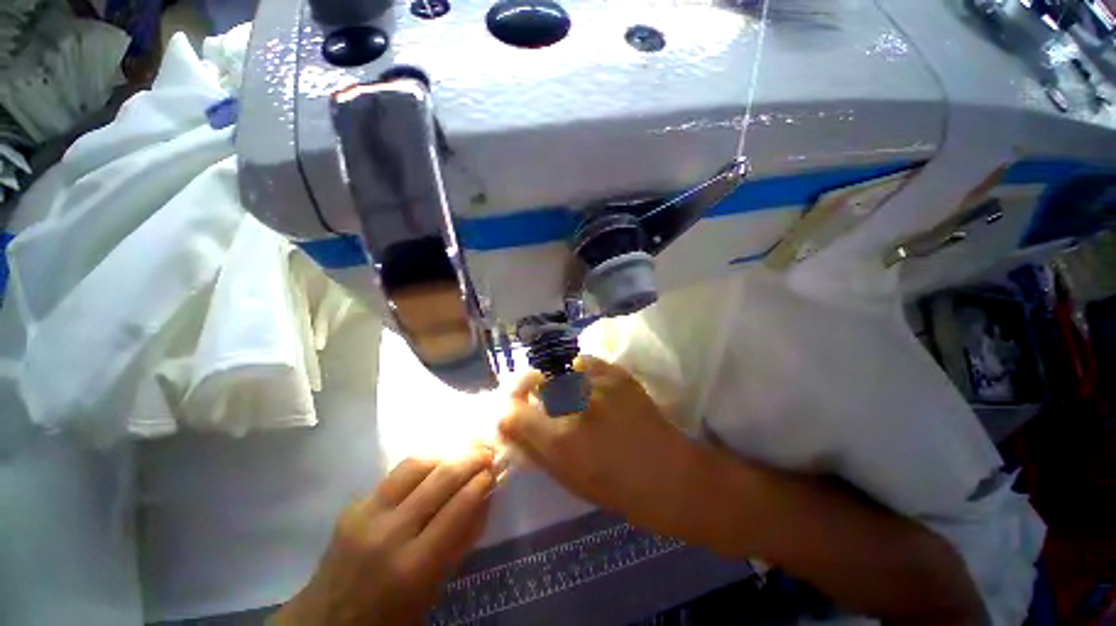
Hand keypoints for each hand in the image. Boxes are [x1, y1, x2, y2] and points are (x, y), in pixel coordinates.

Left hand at [270, 450, 494, 625]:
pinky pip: (394, 475)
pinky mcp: (352, 506)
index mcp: (413, 567)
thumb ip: (461, 541)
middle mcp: (389, 534)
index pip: (457, 509)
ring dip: (443, 457)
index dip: (479, 484)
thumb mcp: (434, 588)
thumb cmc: (390, 616)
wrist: (326, 622)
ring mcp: (366, 515)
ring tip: (458, 458)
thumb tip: (486, 498)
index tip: (493, 470)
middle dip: (469, 460)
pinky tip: (430, 471)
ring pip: (414, 466)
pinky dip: (420, 468)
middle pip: (439, 479)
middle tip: (486, 451)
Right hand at [499, 357, 700, 536]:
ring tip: (567, 392)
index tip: (514, 411)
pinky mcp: (616, 373)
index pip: (511, 412)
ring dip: (555, 380)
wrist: (667, 473)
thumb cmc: (615, 488)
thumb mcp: (566, 478)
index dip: (507, 411)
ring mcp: (598, 384)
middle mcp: (575, 405)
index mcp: (560, 440)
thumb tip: (507, 427)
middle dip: (529, 389)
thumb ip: (533, 450)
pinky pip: (583, 362)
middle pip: (534, 381)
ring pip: (558, 369)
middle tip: (538, 397)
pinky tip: (587, 385)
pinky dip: (578, 371)